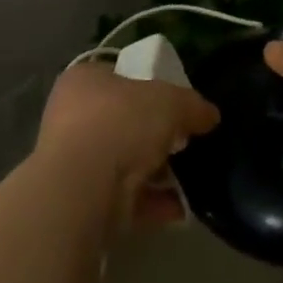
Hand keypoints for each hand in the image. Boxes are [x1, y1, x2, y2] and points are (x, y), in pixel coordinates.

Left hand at [35, 62, 218, 228]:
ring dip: (156, 171)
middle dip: (155, 134)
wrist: (82, 191)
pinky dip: (153, 203)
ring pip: (124, 162)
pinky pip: (125, 199)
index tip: (175, 101)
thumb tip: (210, 115)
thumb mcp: (170, 101)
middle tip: (186, 140)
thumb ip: (192, 105)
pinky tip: (182, 207)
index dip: (149, 85)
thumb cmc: (121, 122)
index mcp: (84, 80)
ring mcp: (74, 164)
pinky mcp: (82, 204)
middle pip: (123, 121)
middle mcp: (72, 118)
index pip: (119, 75)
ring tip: (191, 176)